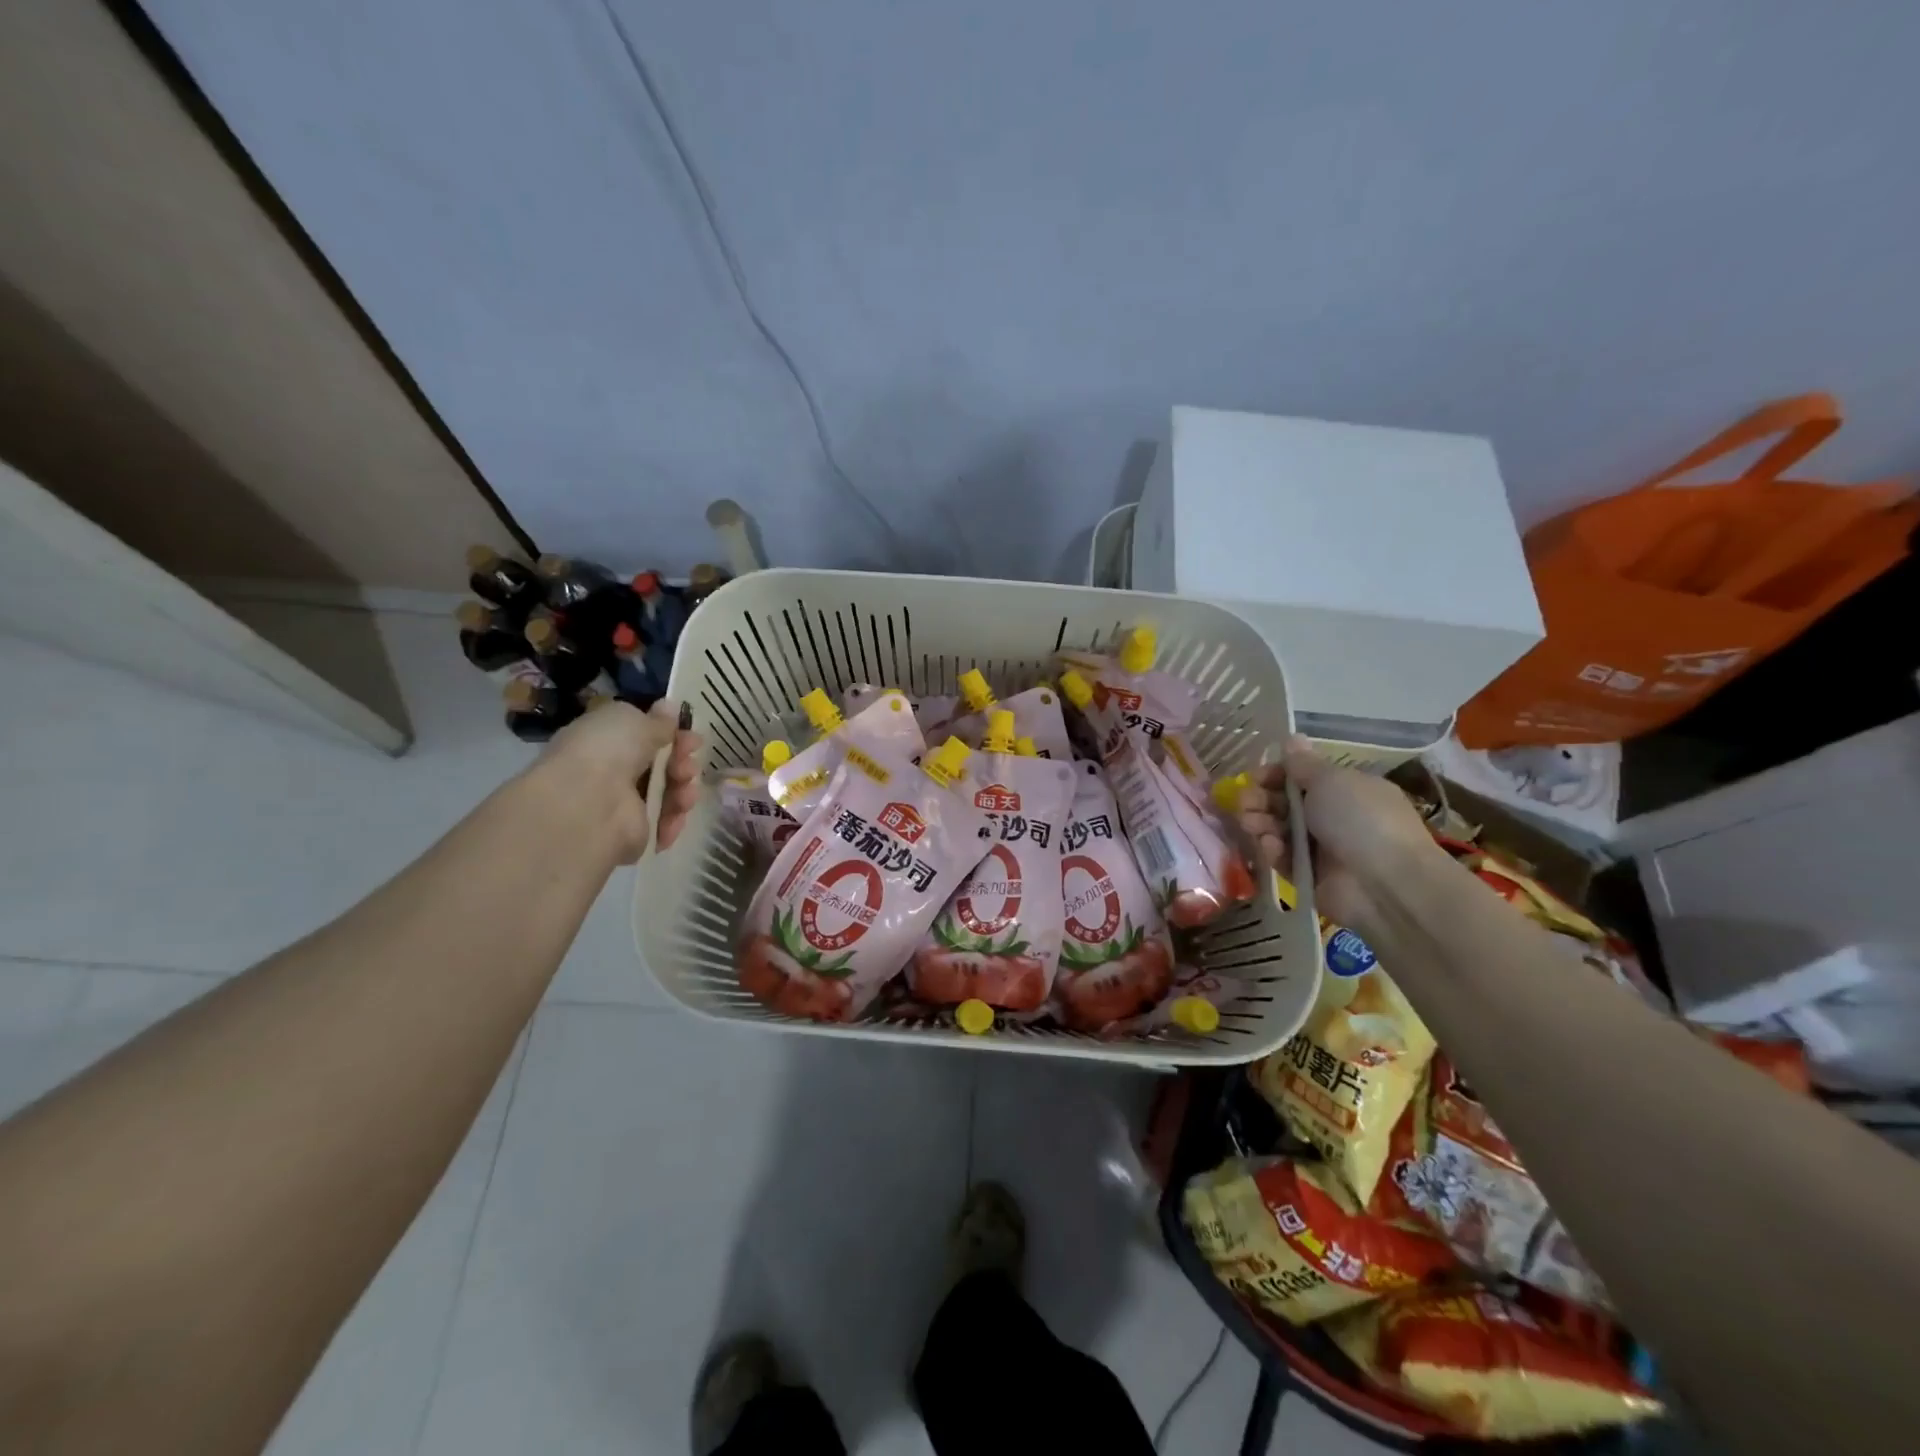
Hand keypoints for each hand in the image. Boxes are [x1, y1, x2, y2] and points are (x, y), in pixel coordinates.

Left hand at [540, 700, 703, 863]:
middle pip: (662, 766)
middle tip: (686, 765)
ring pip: (668, 794)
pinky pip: (665, 823)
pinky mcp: (634, 834)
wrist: (588, 804)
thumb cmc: (607, 750)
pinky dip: (674, 818)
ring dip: (683, 789)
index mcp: (604, 741)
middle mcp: (612, 772)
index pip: (645, 737)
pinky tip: (676, 813)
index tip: (692, 737)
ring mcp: (622, 805)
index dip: (673, 736)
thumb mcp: (633, 720)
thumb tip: (669, 707)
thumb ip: (656, 719)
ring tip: (684, 790)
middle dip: (682, 763)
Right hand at [1232, 736, 1437, 931]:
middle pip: (1287, 804)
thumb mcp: (1331, 781)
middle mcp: (1335, 817)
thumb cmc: (1360, 820)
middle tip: (1244, 801)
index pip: (1303, 778)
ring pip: (1281, 830)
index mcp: (1347, 790)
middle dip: (1262, 799)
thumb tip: (1292, 738)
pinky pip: (1284, 859)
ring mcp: (1323, 849)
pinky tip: (1270, 846)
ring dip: (1262, 822)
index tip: (1256, 776)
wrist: (1385, 884)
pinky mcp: (1311, 877)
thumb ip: (1304, 764)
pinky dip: (1274, 851)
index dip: (1276, 775)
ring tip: (1249, 822)